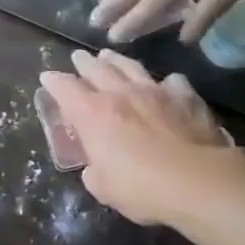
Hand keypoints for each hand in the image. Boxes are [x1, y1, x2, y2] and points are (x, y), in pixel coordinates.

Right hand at [39, 49, 243, 224]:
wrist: (198, 181)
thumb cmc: (141, 187)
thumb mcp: (103, 188)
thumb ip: (94, 171)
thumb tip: (96, 166)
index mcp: (92, 113)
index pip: (64, 88)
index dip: (53, 81)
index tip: (47, 77)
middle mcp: (120, 94)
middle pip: (96, 68)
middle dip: (84, 62)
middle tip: (78, 57)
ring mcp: (155, 91)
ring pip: (131, 66)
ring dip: (117, 61)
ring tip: (110, 56)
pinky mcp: (186, 98)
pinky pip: (171, 82)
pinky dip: (164, 83)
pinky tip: (166, 85)